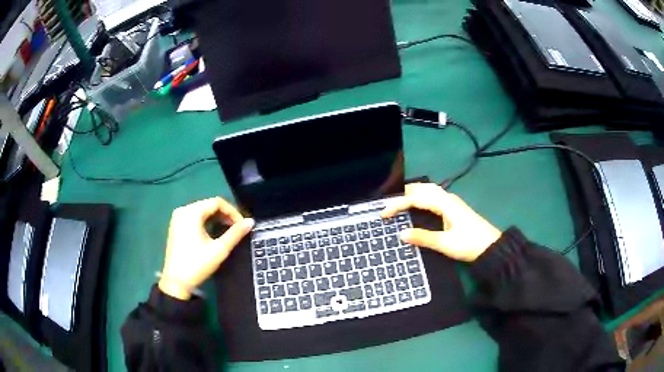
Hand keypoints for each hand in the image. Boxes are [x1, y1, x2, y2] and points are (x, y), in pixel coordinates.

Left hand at [159, 197, 254, 299]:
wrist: (176, 282)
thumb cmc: (198, 264)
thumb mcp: (219, 249)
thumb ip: (236, 233)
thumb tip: (251, 222)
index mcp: (192, 212)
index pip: (217, 202)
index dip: (233, 211)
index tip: (242, 225)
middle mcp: (183, 210)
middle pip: (209, 205)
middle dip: (225, 214)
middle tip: (236, 228)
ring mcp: (177, 218)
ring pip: (202, 210)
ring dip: (216, 218)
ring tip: (227, 230)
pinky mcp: (175, 226)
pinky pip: (194, 217)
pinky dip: (206, 221)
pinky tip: (212, 232)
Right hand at [381, 183, 500, 261]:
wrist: (492, 247)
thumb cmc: (469, 244)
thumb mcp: (445, 244)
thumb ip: (423, 238)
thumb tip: (400, 234)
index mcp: (445, 204)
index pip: (416, 198)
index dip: (398, 204)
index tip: (384, 214)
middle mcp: (448, 198)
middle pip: (422, 189)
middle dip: (404, 194)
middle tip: (389, 205)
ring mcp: (452, 202)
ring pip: (429, 191)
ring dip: (413, 194)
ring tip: (399, 203)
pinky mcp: (454, 208)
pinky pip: (434, 197)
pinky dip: (421, 198)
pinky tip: (418, 206)